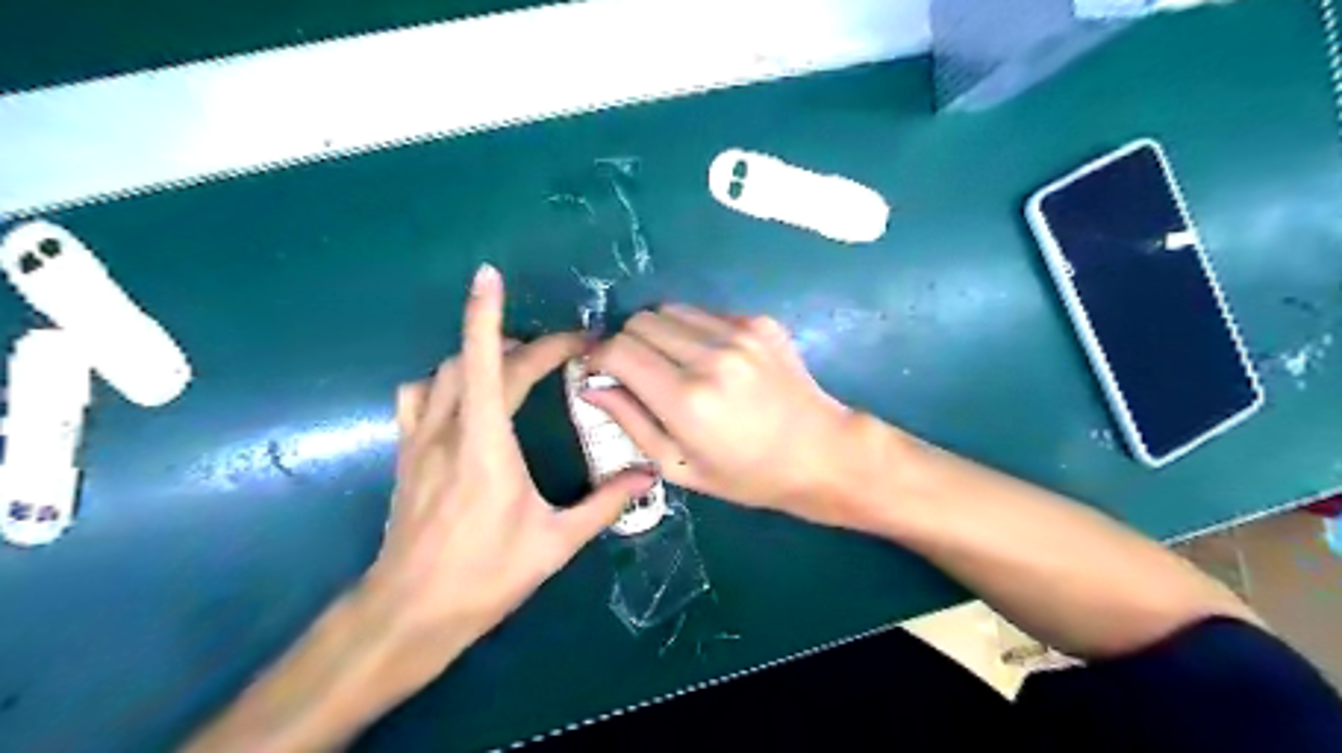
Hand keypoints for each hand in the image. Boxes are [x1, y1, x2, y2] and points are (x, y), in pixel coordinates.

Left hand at [357, 266, 650, 692]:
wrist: (409, 613)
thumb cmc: (485, 577)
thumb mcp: (554, 543)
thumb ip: (604, 504)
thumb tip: (647, 475)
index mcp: (485, 446)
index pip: (484, 362)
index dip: (486, 313)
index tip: (492, 276)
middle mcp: (446, 431)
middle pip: (477, 361)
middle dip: (522, 345)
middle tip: (564, 353)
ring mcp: (420, 441)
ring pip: (442, 372)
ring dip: (479, 356)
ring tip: (516, 366)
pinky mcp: (407, 455)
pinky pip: (418, 396)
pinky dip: (444, 380)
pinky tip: (467, 398)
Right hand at [590, 306, 870, 528]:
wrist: (821, 453)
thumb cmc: (747, 474)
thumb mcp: (679, 466)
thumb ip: (630, 421)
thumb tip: (590, 385)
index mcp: (687, 400)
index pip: (618, 350)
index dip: (598, 358)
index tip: (600, 372)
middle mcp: (710, 356)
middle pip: (640, 322)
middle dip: (626, 343)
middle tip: (636, 371)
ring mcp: (739, 333)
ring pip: (670, 310)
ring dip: (659, 333)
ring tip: (673, 363)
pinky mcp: (759, 322)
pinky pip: (705, 313)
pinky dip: (693, 330)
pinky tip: (711, 358)